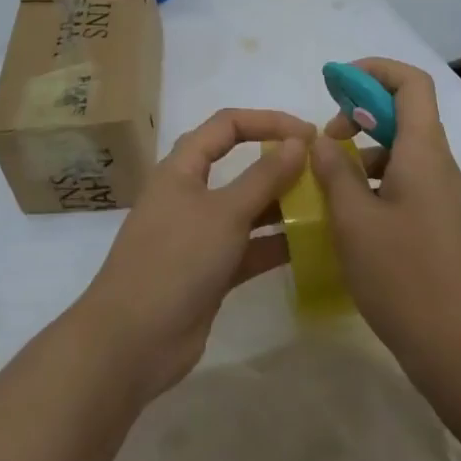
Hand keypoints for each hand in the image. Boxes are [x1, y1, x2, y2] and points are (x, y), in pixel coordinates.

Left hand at [78, 108, 312, 398]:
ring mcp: (199, 235)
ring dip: (281, 205)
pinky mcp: (209, 271)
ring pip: (246, 209)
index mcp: (182, 168)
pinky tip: (311, 245)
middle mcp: (189, 195)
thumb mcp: (224, 213)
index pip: (226, 125)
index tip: (309, 135)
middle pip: (238, 165)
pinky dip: (274, 244)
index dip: (267, 121)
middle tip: (324, 170)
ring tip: (326, 206)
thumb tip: (297, 142)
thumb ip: (263, 177)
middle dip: (278, 163)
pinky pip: (248, 248)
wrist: (134, 339)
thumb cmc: (177, 260)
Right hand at [311, 58, 460, 368]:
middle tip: (323, 140)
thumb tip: (321, 140)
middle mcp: (440, 166)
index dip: (373, 71)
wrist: (456, 347)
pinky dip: (374, 179)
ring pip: (402, 150)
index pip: (411, 83)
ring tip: (327, 180)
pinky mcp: (439, 222)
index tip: (333, 84)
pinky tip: (348, 212)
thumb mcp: (353, 219)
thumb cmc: (401, 276)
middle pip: (405, 112)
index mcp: (424, 153)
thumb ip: (334, 171)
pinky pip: (406, 180)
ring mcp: (443, 196)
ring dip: (364, 150)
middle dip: (360, 112)